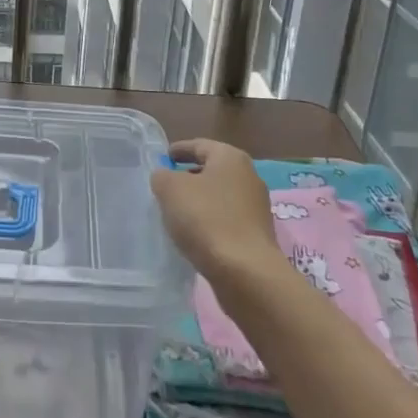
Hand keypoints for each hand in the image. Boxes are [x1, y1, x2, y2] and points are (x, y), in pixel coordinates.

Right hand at [151, 138, 281, 281]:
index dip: (177, 150)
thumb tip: (165, 177)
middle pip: (211, 170)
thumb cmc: (206, 219)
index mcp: (230, 157)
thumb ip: (162, 176)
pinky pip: (226, 220)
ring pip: (219, 197)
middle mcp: (249, 176)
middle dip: (188, 177)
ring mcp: (256, 207)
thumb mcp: (171, 189)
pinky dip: (210, 222)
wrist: (245, 272)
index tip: (161, 159)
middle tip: (165, 188)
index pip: (199, 145)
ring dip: (199, 202)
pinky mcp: (257, 234)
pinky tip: (195, 236)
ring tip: (176, 215)